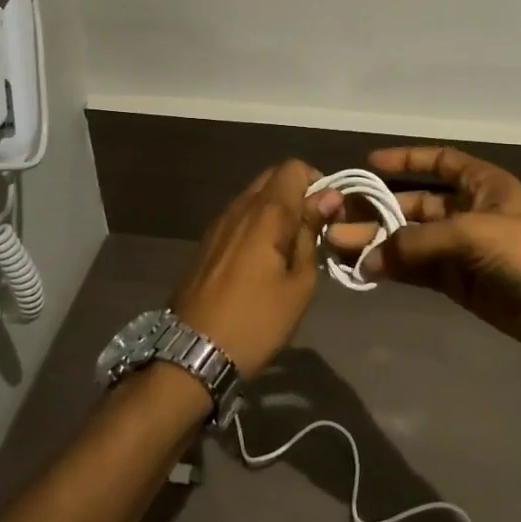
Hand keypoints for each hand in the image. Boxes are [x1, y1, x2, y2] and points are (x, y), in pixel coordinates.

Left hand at [170, 160, 342, 379]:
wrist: (193, 354)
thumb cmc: (256, 322)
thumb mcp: (299, 285)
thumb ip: (311, 234)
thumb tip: (327, 198)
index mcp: (265, 213)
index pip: (294, 167)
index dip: (317, 183)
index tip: (328, 215)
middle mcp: (238, 207)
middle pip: (273, 178)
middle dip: (298, 194)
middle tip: (313, 231)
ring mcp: (218, 224)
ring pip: (254, 197)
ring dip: (276, 210)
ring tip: (290, 249)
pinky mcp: (206, 243)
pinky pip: (239, 217)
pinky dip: (257, 225)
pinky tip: (263, 260)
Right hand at [325, 147, 520, 357]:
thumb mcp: (473, 233)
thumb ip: (417, 242)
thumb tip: (368, 259)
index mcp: (480, 184)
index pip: (440, 161)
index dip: (406, 159)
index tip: (369, 164)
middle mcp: (467, 211)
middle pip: (414, 204)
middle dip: (378, 210)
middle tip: (337, 218)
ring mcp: (461, 249)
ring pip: (410, 240)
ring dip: (378, 242)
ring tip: (338, 245)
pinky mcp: (458, 283)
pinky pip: (417, 270)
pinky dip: (393, 269)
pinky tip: (364, 269)